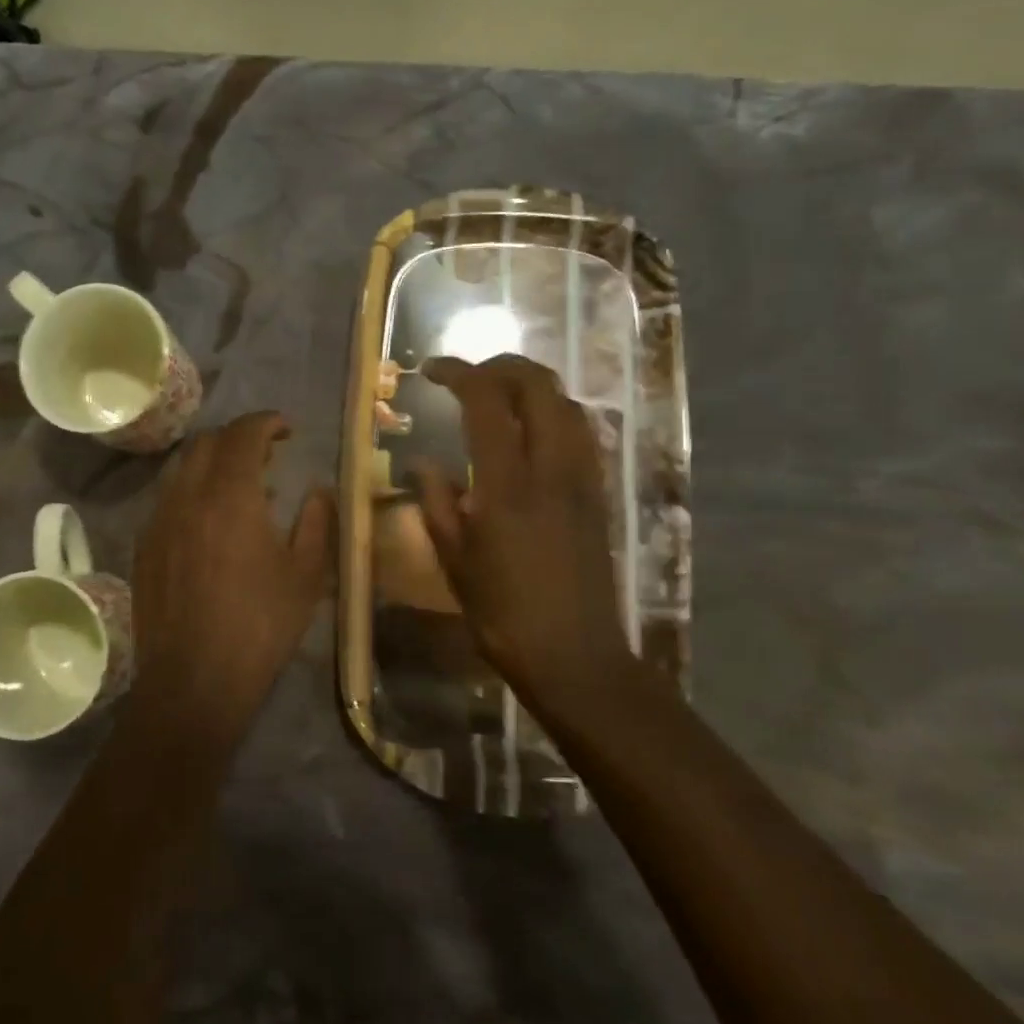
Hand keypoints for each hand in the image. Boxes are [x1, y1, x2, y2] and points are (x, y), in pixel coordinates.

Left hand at [131, 412, 333, 738]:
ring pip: (182, 468)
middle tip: (266, 455)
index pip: (243, 433)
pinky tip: (209, 522)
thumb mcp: (306, 576)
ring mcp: (159, 520)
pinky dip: (192, 491)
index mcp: (230, 495)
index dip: (266, 422)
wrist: (193, 681)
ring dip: (212, 463)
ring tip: (239, 486)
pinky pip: (167, 498)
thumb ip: (316, 522)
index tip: (286, 429)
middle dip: (238, 437)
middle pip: (207, 442)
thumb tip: (317, 490)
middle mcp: (188, 495)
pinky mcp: (144, 546)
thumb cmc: (259, 626)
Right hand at [417, 355, 636, 723]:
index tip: (431, 371)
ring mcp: (583, 478)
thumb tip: (424, 463)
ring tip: (499, 398)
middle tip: (468, 378)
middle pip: (538, 385)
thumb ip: (437, 502)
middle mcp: (552, 468)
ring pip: (566, 403)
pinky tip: (531, 433)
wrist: (575, 656)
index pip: (487, 400)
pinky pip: (581, 432)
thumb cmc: (503, 614)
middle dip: (500, 367)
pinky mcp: (599, 494)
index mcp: (508, 484)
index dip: (458, 373)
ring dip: (531, 386)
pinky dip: (554, 413)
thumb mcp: (455, 561)